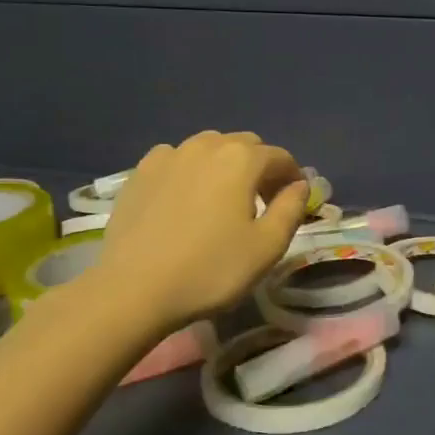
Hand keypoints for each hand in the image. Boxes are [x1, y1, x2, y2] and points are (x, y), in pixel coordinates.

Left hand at [85, 131, 309, 333]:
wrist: (134, 289)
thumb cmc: (211, 269)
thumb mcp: (267, 246)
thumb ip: (291, 209)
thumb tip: (300, 185)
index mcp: (242, 159)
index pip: (280, 157)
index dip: (293, 177)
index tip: (293, 202)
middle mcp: (206, 145)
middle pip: (245, 145)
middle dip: (260, 167)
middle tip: (261, 202)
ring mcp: (168, 155)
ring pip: (209, 147)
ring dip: (225, 165)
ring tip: (222, 199)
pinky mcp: (139, 172)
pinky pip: (176, 159)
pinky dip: (190, 170)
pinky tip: (186, 198)